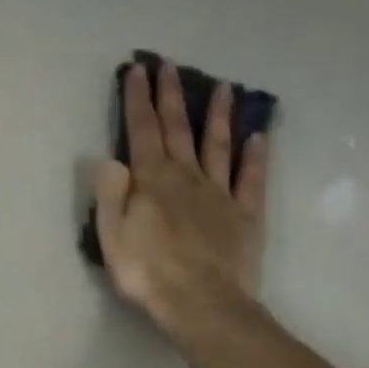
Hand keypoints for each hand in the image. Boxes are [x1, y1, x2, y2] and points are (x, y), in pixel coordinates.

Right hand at [94, 61, 268, 340]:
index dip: (138, 99)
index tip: (138, 69)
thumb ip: (110, 193)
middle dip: (173, 96)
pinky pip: (251, 179)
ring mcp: (220, 194)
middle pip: (179, 129)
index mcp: (152, 180)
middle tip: (171, 65)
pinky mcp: (245, 214)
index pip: (142, 131)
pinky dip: (255, 156)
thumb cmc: (148, 272)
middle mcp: (187, 177)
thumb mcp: (112, 236)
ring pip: (219, 146)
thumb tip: (109, 158)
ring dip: (219, 116)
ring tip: (225, 88)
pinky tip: (258, 137)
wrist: (201, 302)